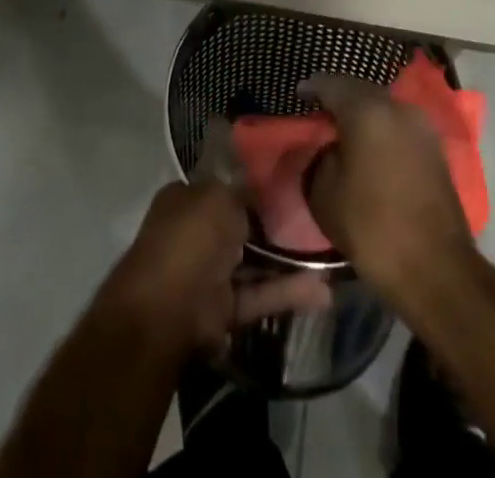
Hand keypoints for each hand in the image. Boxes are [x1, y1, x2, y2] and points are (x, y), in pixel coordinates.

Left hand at [99, 136, 329, 355]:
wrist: (166, 311)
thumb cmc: (190, 238)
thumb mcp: (219, 196)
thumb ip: (242, 190)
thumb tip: (260, 187)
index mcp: (186, 199)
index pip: (223, 186)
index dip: (253, 184)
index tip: (289, 183)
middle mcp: (195, 233)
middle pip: (240, 225)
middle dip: (273, 224)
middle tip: (316, 218)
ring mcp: (209, 273)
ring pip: (253, 263)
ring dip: (287, 261)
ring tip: (328, 255)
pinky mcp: (223, 310)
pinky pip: (260, 295)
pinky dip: (287, 293)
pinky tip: (323, 290)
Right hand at [300, 74, 476, 301]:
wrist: (437, 269)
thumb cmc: (372, 228)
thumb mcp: (323, 194)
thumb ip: (317, 158)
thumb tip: (326, 147)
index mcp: (367, 110)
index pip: (331, 83)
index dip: (311, 88)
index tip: (298, 96)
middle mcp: (397, 107)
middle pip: (360, 89)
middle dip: (339, 97)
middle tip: (319, 111)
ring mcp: (421, 126)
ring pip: (383, 106)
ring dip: (363, 113)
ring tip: (343, 130)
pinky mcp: (435, 148)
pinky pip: (399, 125)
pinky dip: (381, 129)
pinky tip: (370, 146)